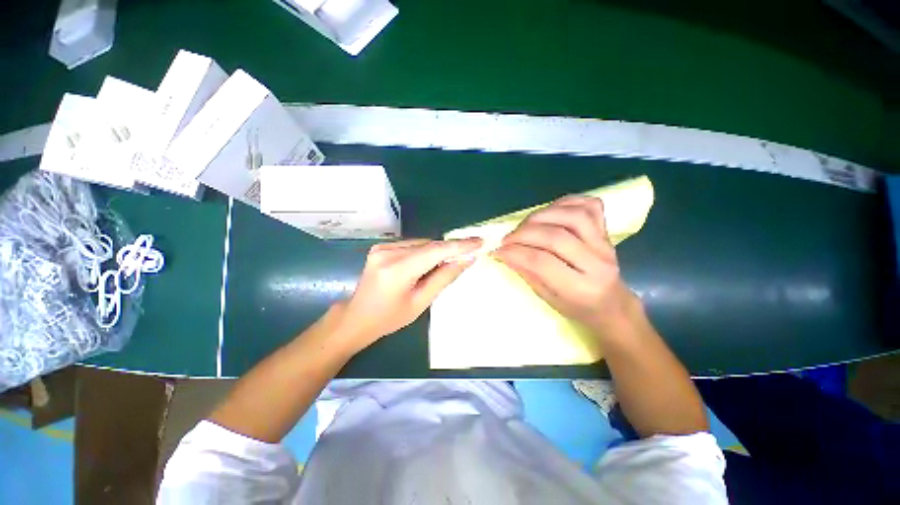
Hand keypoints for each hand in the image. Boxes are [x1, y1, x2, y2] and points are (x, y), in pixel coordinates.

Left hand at [331, 238, 482, 353]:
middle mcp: (388, 252)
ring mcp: (382, 247)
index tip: (479, 241)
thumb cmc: (389, 318)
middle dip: (450, 250)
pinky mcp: (381, 246)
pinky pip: (411, 245)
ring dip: (436, 252)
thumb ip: (444, 278)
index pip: (435, 251)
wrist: (357, 317)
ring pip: (421, 244)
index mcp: (397, 270)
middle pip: (429, 245)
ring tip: (444, 266)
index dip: (459, 245)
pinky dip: (424, 252)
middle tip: (467, 256)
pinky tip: (426, 265)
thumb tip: (466, 260)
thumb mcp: (421, 302)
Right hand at [493, 195, 639, 337]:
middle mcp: (597, 263)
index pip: (542, 262)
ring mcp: (605, 243)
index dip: (515, 253)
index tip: (497, 251)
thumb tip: (504, 253)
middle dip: (523, 234)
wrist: (612, 303)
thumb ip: (527, 273)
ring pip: (572, 216)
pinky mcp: (606, 230)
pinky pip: (588, 205)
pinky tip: (549, 212)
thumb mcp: (547, 298)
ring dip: (541, 216)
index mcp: (581, 289)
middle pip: (556, 237)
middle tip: (507, 239)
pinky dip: (565, 203)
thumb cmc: (576, 307)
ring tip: (525, 225)